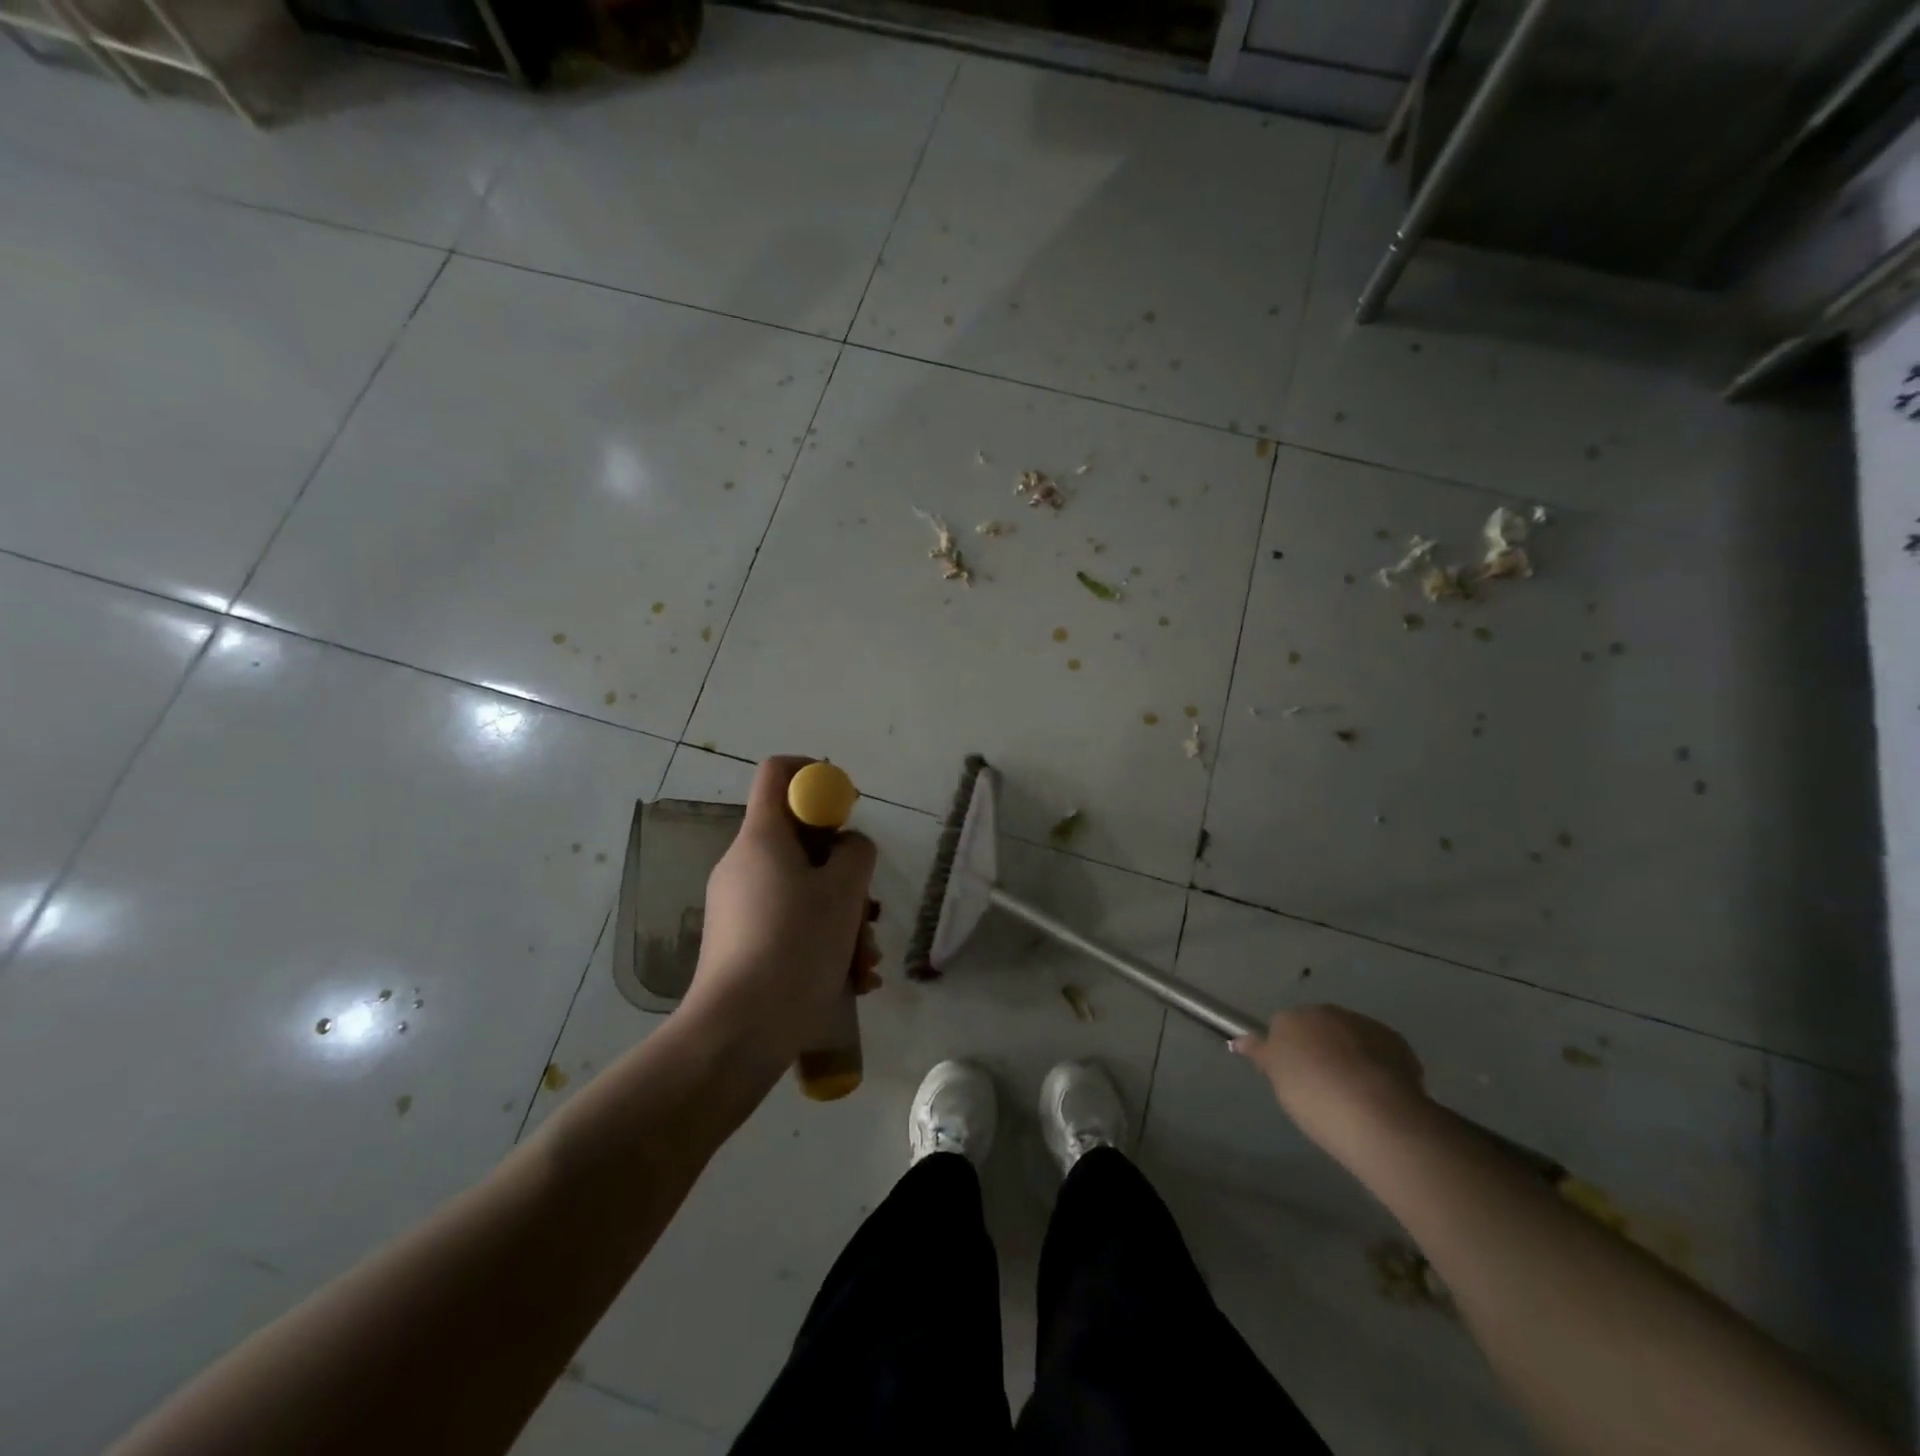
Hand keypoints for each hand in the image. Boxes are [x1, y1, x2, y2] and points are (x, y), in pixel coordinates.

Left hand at [676, 757, 878, 1068]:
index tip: (847, 808)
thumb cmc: (794, 947)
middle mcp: (744, 863)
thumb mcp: (843, 892)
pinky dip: (823, 943)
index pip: (780, 773)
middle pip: (801, 841)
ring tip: (865, 963)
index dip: (817, 776)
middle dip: (845, 874)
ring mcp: (739, 906)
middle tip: (868, 911)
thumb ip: (856, 852)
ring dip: (843, 920)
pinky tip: (852, 981)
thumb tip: (848, 848)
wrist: (736, 1034)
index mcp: (761, 837)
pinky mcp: (741, 943)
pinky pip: (790, 924)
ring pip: (803, 891)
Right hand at [1231, 1005, 1429, 1157]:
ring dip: (1351, 1056)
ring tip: (1354, 1092)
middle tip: (1323, 1084)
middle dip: (1321, 1048)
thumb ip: (1260, 1054)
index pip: (1283, 1026)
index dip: (1289, 1052)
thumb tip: (1237, 1040)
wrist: (1372, 1111)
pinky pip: (1381, 1052)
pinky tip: (1379, 1093)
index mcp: (1292, 1018)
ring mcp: (1364, 1025)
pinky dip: (1378, 1066)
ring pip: (1351, 1037)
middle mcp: (1327, 1012)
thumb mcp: (1277, 1077)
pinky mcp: (1397, 1043)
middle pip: (1319, 1027)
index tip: (1294, 1076)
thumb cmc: (1312, 1094)